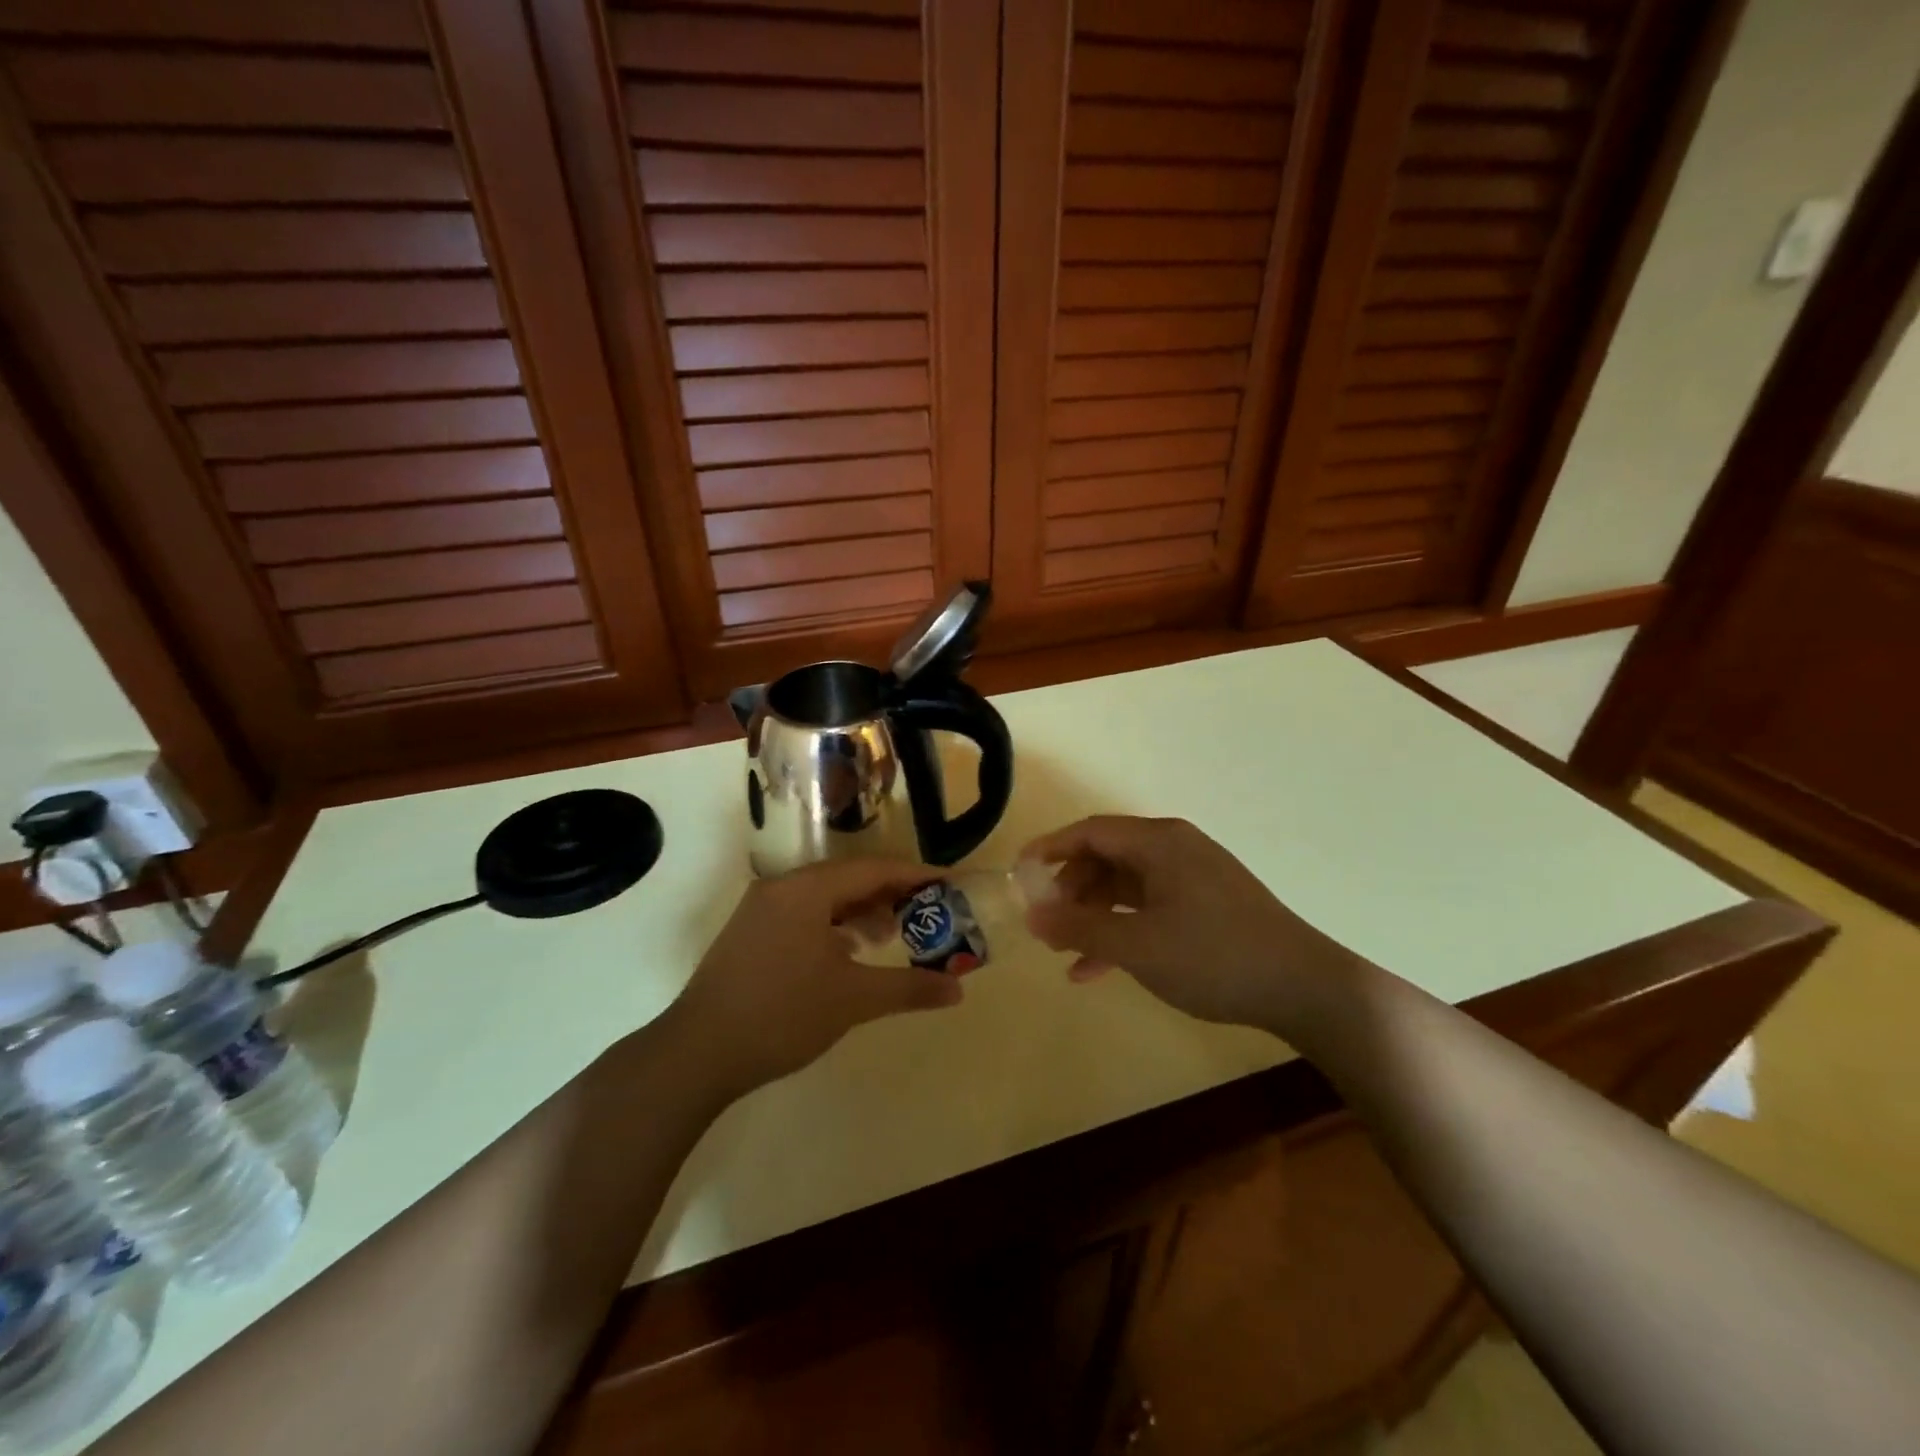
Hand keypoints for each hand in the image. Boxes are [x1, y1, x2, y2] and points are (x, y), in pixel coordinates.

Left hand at [667, 859, 963, 1094]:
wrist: (697, 1053)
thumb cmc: (782, 1014)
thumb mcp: (853, 999)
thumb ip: (909, 988)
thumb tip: (957, 990)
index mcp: (807, 889)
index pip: (874, 869)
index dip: (916, 875)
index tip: (951, 883)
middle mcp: (783, 887)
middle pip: (849, 878)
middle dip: (891, 894)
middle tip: (927, 912)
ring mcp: (761, 909)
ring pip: (825, 897)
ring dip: (862, 911)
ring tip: (892, 935)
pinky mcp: (750, 933)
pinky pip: (804, 914)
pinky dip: (834, 925)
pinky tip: (849, 952)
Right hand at [1019, 816, 1365, 1034]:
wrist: (1304, 988)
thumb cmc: (1213, 957)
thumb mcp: (1137, 946)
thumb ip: (1080, 928)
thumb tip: (1032, 916)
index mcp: (1159, 842)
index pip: (1090, 832)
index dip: (1050, 849)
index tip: (1019, 875)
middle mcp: (1175, 848)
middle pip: (1107, 856)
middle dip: (1071, 888)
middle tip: (1046, 921)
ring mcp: (1194, 875)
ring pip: (1127, 885)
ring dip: (1094, 915)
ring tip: (1067, 952)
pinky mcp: (1207, 903)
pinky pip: (1150, 905)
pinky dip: (1123, 928)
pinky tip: (1101, 969)